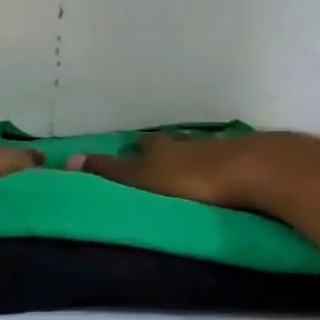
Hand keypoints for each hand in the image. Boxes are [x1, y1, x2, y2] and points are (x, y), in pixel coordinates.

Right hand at [66, 129, 273, 208]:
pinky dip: (219, 166)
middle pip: (171, 142)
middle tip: (154, 158)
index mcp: (161, 147)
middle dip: (162, 150)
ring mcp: (218, 147)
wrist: (254, 171)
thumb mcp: (142, 178)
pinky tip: (222, 174)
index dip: (132, 149)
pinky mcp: (246, 159)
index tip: (126, 150)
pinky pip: (226, 160)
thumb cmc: (191, 178)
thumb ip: (109, 171)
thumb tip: (65, 159)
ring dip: (191, 156)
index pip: (141, 144)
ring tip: (186, 168)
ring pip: (199, 148)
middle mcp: (186, 141)